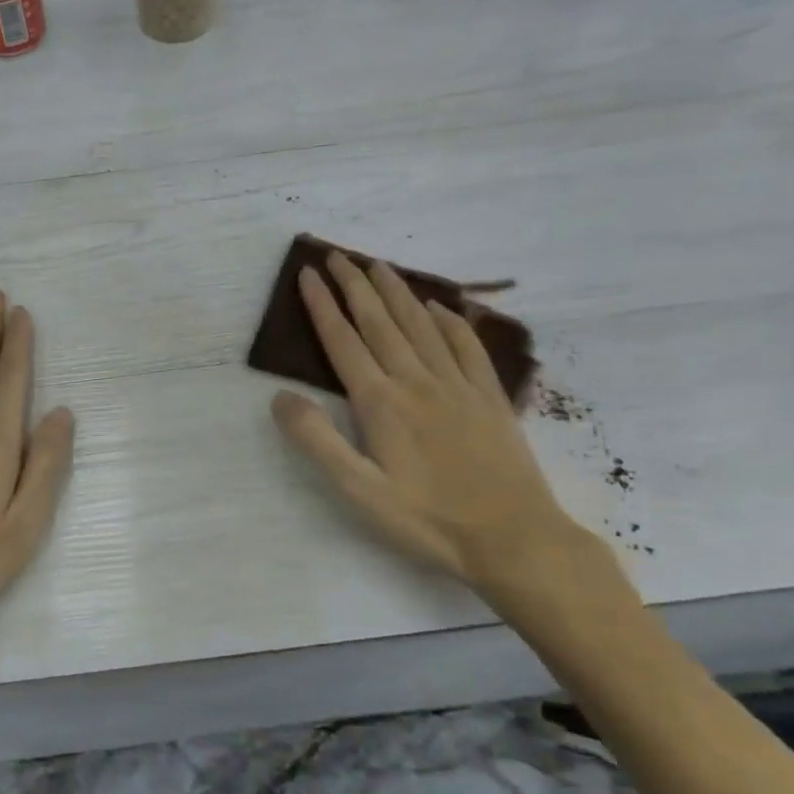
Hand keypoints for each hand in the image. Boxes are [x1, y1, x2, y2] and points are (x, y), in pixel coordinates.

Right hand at [270, 252, 620, 610]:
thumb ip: (317, 441)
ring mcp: (457, 385)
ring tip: (377, 265)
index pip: (343, 341)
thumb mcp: (359, 491)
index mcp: (381, 402)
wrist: (513, 538)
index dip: (322, 306)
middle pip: (379, 322)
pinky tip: (439, 307)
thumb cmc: (428, 520)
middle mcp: (416, 380)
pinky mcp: (489, 397)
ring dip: (396, 291)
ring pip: (420, 325)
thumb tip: (280, 397)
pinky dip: (450, 320)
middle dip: (354, 285)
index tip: (308, 274)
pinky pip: (466, 345)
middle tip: (337, 255)